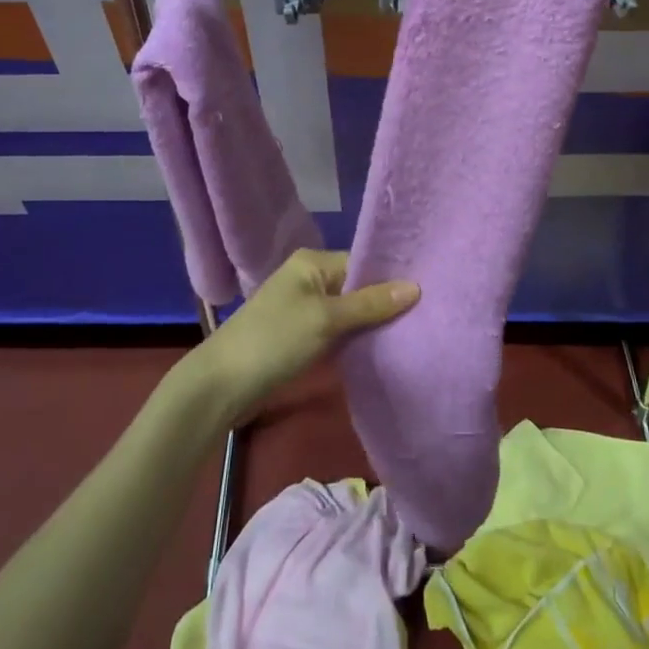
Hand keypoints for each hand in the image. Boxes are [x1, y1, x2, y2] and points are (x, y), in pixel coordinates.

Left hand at [189, 251, 419, 420]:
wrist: (221, 385)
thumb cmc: (274, 340)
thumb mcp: (326, 319)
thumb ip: (370, 303)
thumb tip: (416, 287)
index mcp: (312, 262)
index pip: (362, 262)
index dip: (391, 279)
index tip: (427, 294)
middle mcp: (309, 278)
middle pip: (357, 287)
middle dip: (384, 303)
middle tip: (426, 317)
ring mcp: (303, 309)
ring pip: (348, 312)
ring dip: (371, 325)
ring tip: (412, 334)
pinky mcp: (300, 337)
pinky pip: (336, 332)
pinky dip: (354, 340)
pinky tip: (381, 351)